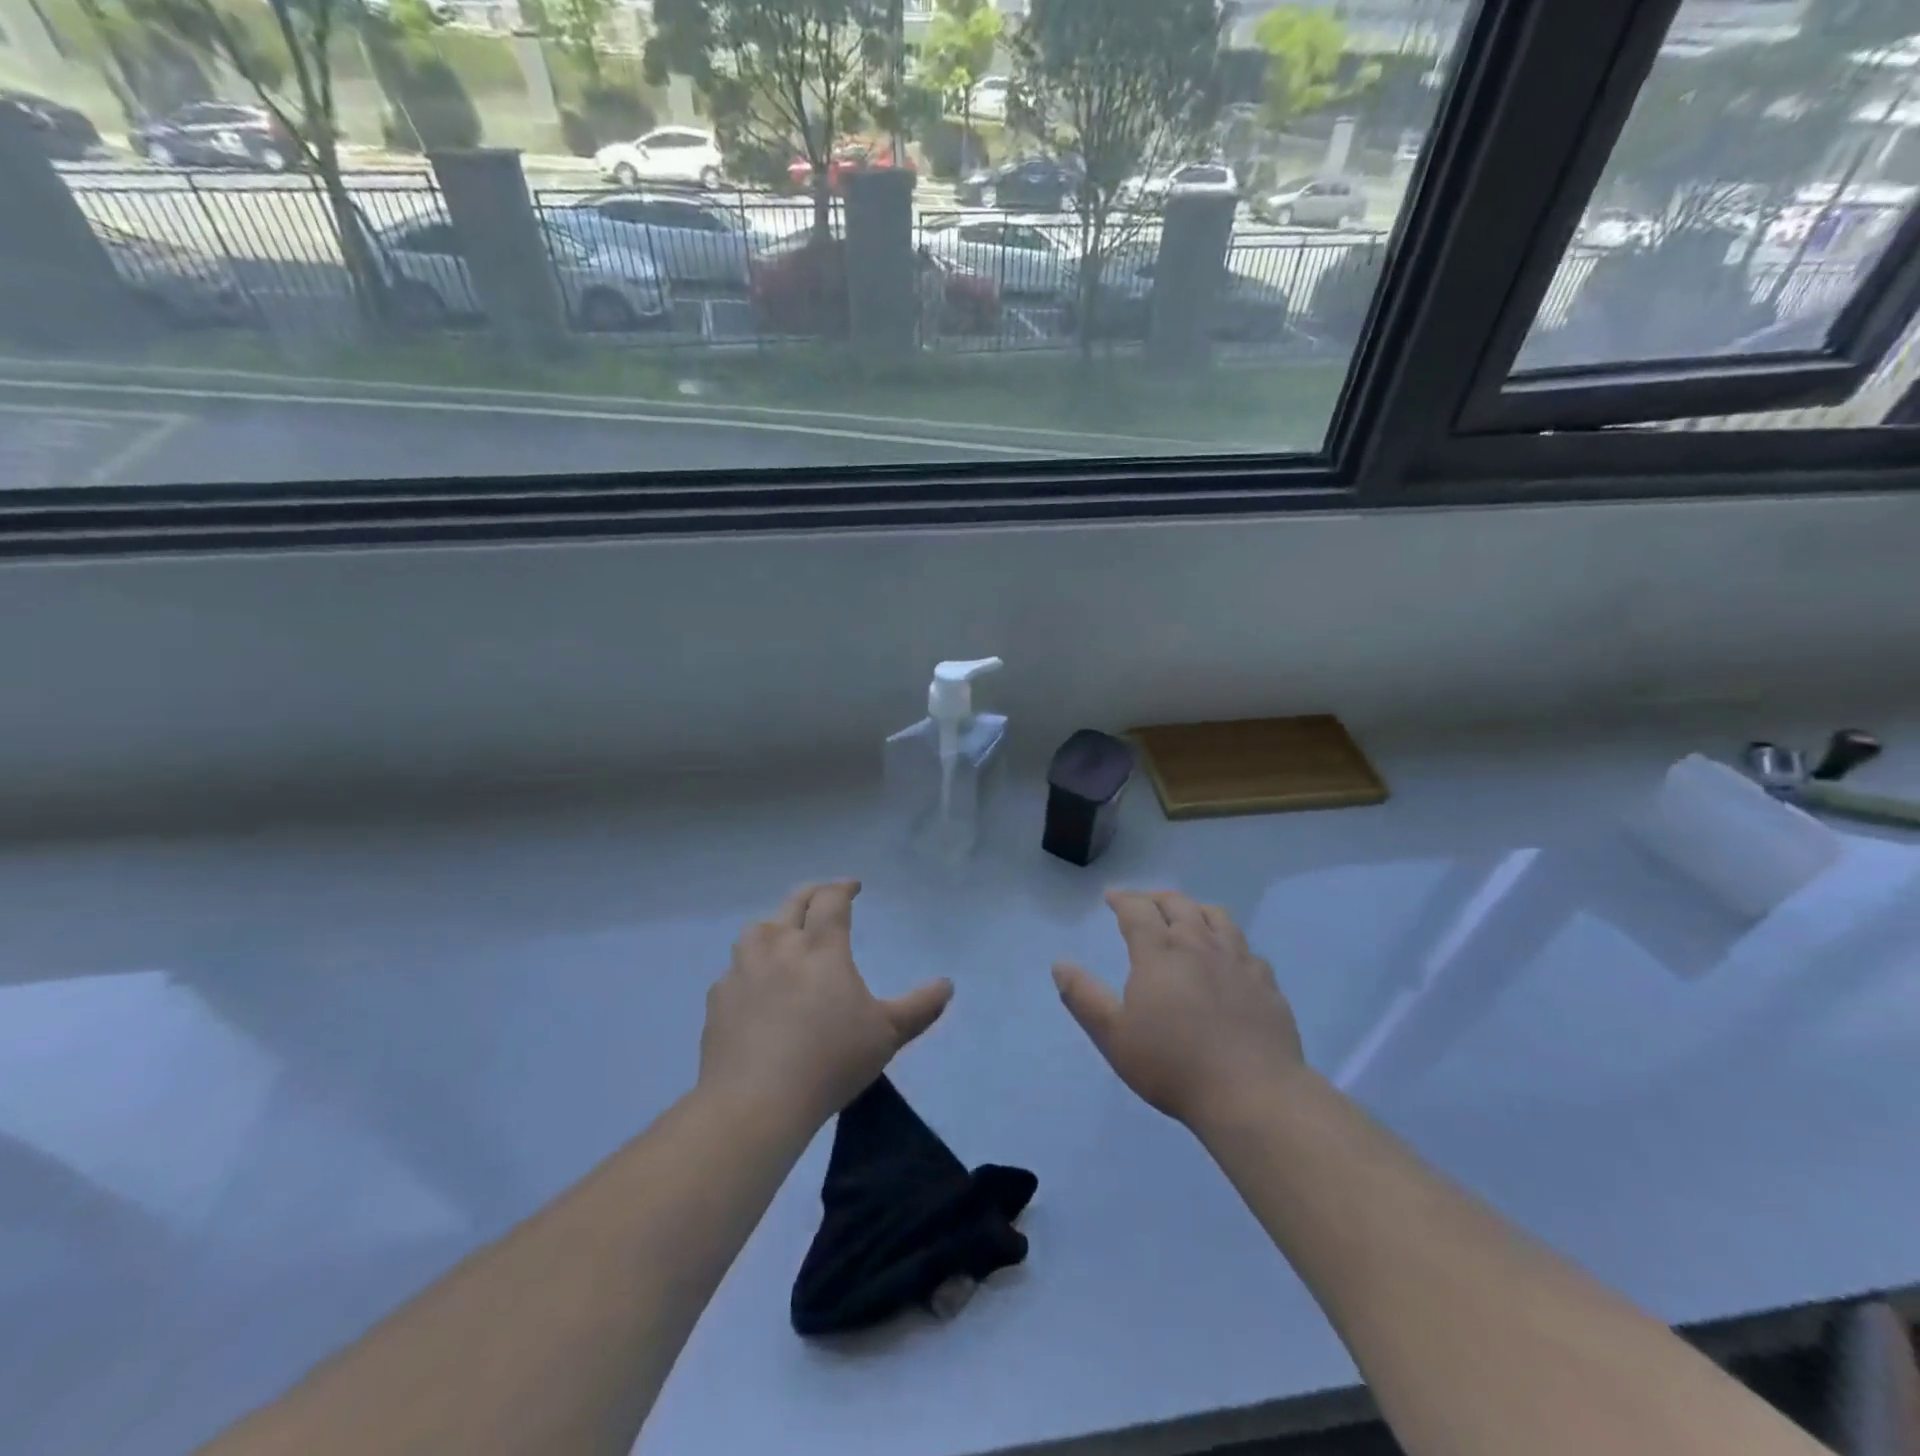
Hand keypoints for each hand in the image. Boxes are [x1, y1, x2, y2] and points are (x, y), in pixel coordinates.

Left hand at [701, 881, 952, 1125]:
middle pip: (793, 903)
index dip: (843, 887)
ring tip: (785, 937)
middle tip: (824, 897)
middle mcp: (779, 947)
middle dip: (812, 894)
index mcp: (821, 948)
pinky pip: (735, 969)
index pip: (830, 900)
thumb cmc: (829, 1061)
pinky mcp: (719, 999)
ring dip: (775, 925)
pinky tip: (756, 987)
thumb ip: (919, 1008)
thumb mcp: (886, 1035)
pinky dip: (749, 967)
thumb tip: (947, 985)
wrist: (755, 1102)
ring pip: (757, 930)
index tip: (854, 887)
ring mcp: (744, 971)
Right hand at [1053, 890, 1304, 1129]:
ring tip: (1186, 916)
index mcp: (1159, 952)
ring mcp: (1237, 960)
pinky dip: (1229, 940)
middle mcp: (1198, 944)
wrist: (1253, 1094)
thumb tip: (1060, 965)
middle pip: (1177, 904)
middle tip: (1144, 903)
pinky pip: (1245, 946)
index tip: (1111, 897)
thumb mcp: (1114, 1037)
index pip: (1137, 910)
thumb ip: (1084, 998)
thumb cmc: (1174, 1066)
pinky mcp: (1265, 982)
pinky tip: (1227, 955)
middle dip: (1156, 898)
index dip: (1122, 899)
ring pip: (1216, 916)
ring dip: (1195, 909)